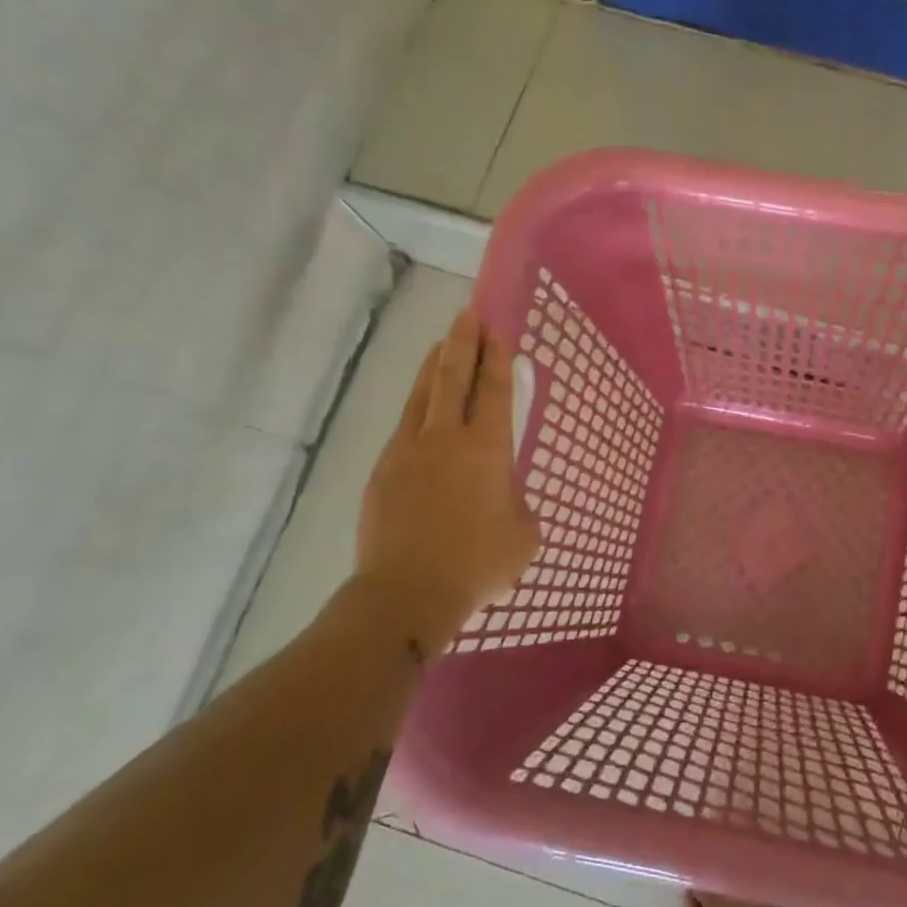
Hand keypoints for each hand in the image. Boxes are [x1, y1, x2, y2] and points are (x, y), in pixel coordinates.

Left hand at [356, 308, 538, 640]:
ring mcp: (408, 452)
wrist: (407, 592)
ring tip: (440, 344)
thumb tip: (505, 501)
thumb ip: (519, 507)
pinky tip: (420, 412)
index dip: (496, 358)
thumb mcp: (524, 536)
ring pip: (421, 396)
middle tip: (468, 315)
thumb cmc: (478, 563)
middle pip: (452, 377)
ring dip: (432, 366)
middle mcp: (446, 438)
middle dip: (462, 342)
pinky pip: (403, 429)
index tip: (495, 330)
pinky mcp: (383, 472)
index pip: (494, 390)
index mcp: (487, 448)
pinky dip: (415, 409)